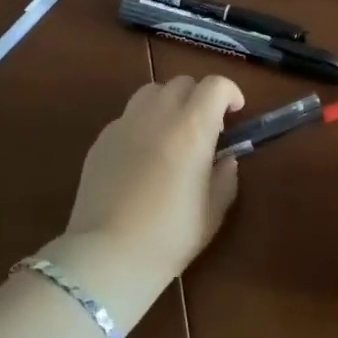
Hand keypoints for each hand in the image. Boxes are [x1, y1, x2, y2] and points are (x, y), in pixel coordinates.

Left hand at [40, 76, 243, 332]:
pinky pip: (128, 116)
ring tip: (172, 133)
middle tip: (206, 128)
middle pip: (183, 83)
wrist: (108, 255)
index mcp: (192, 128)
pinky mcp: (101, 139)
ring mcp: (125, 124)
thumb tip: (225, 159)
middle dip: (200, 97)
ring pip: (152, 92)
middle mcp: (158, 115)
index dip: (230, 93)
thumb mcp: (213, 211)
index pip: (215, 85)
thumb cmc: (170, 236)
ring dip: (169, 103)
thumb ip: (225, 177)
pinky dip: (143, 123)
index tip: (236, 113)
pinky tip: (143, 156)